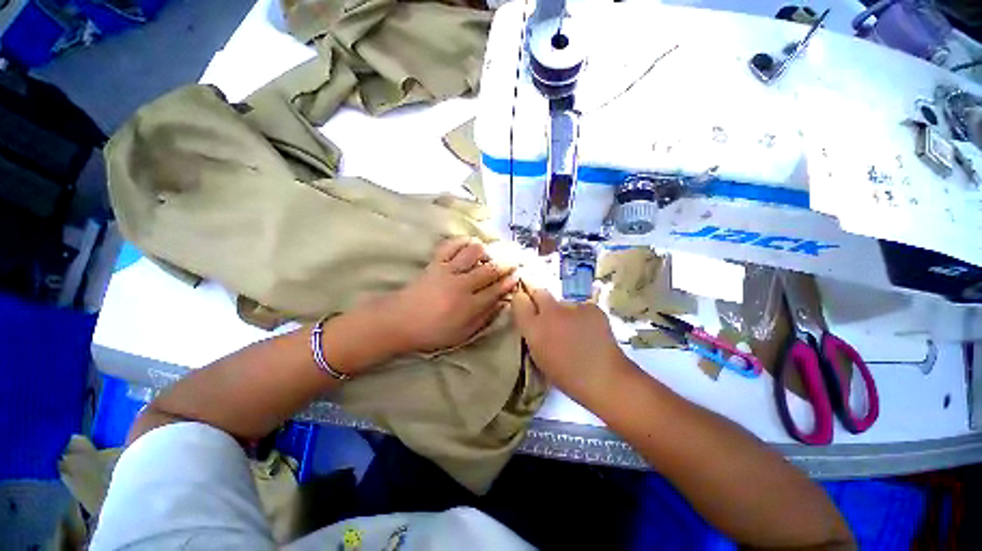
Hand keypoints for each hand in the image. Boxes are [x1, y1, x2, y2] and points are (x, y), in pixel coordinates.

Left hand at [381, 237, 518, 353]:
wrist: (398, 322)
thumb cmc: (432, 332)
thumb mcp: (462, 334)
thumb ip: (484, 318)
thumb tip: (502, 302)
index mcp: (469, 306)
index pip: (496, 290)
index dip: (509, 282)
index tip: (517, 276)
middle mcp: (462, 285)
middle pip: (490, 270)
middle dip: (506, 264)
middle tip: (513, 261)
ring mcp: (448, 271)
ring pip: (473, 252)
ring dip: (486, 251)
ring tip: (489, 255)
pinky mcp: (435, 262)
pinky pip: (451, 245)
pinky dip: (462, 241)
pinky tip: (469, 244)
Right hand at [512, 282, 632, 405]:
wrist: (605, 379)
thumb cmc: (567, 376)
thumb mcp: (540, 356)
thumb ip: (533, 334)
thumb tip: (533, 321)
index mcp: (534, 328)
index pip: (519, 301)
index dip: (521, 302)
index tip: (525, 306)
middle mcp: (550, 312)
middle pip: (540, 292)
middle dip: (541, 300)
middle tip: (548, 314)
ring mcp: (572, 307)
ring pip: (563, 302)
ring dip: (565, 312)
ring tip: (576, 330)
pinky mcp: (591, 307)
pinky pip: (581, 308)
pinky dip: (583, 316)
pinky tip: (590, 331)